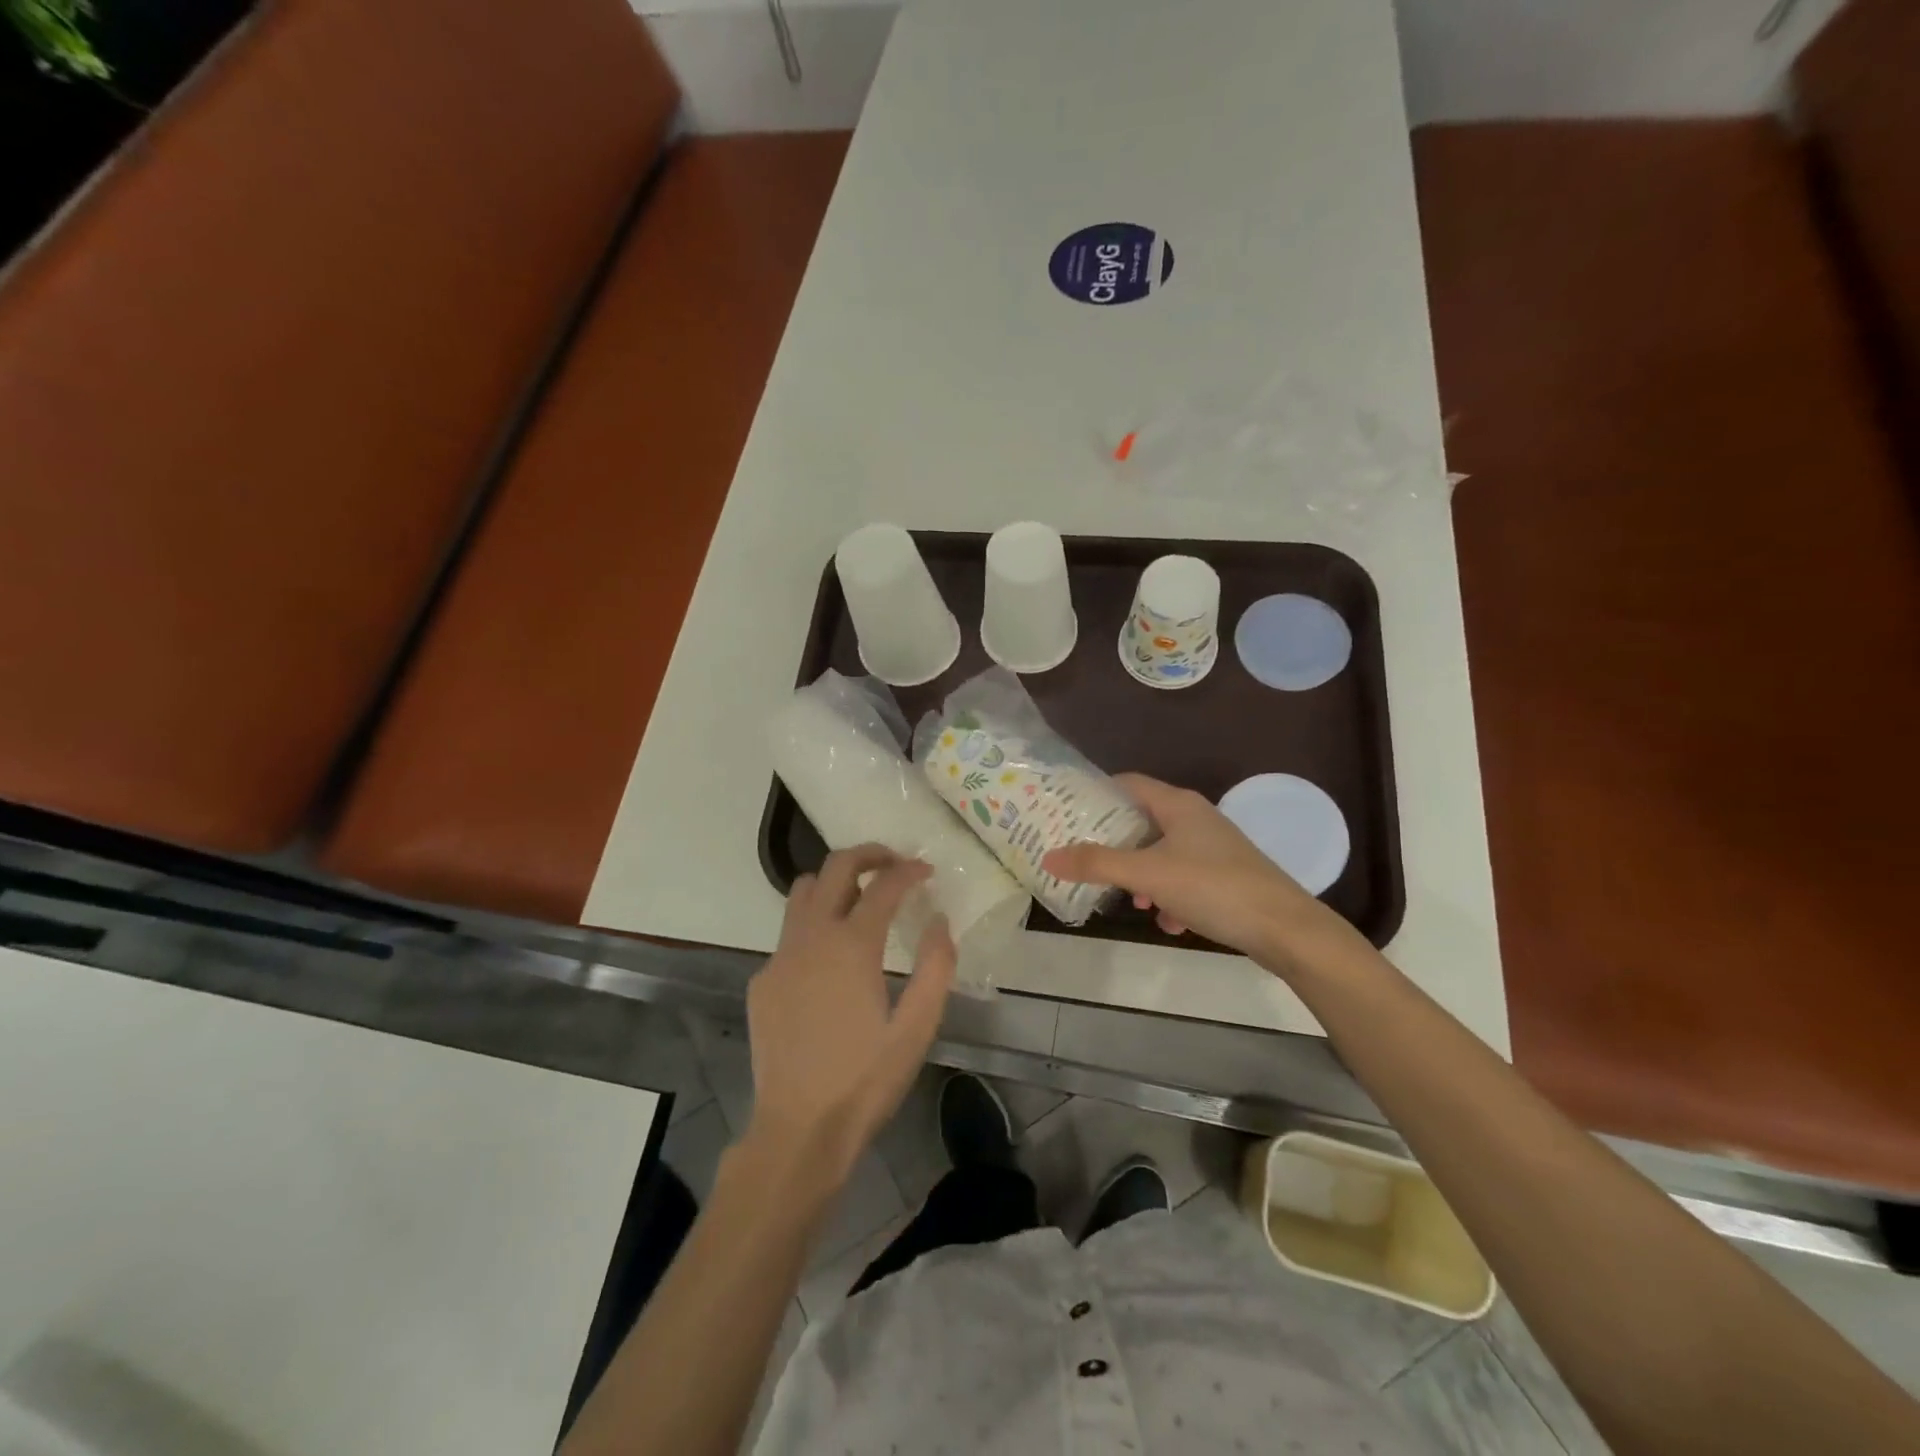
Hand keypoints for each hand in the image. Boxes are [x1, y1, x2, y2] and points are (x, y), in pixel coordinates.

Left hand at [742, 845, 955, 1189]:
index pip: (883, 885)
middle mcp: (811, 937)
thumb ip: (936, 967)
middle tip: (893, 863)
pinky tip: (830, 961)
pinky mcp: (762, 980)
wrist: (798, 1130)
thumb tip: (939, 922)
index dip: (909, 870)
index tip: (927, 871)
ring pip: (802, 892)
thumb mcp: (917, 1028)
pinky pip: (789, 933)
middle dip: (868, 854)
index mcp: (852, 945)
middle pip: (835, 867)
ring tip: (860, 900)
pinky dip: (814, 925)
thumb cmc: (865, 1081)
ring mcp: (780, 956)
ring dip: (834, 883)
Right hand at [1043, 773, 1340, 963]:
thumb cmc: (1213, 887)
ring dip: (1142, 876)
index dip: (1097, 793)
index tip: (1067, 812)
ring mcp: (1214, 847)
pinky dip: (1169, 896)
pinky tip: (1168, 922)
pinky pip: (1184, 878)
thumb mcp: (1148, 875)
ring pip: (1162, 853)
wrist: (1285, 929)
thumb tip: (1048, 855)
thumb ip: (1097, 864)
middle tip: (1084, 859)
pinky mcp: (1226, 875)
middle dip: (1115, 843)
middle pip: (1142, 821)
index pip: (1128, 782)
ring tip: (1130, 901)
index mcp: (1178, 804)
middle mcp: (1196, 818)